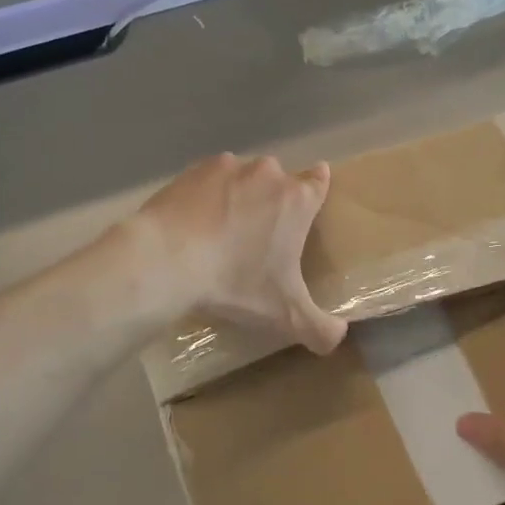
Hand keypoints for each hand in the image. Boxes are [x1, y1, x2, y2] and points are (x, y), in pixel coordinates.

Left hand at [136, 152, 346, 354]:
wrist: (166, 260)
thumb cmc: (236, 282)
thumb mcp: (285, 316)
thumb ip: (320, 329)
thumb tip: (338, 337)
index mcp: (297, 200)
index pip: (319, 181)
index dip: (317, 188)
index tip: (309, 202)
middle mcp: (267, 174)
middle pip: (278, 181)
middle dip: (272, 202)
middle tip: (259, 236)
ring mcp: (227, 167)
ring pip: (242, 178)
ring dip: (238, 197)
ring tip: (222, 232)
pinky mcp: (191, 171)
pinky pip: (208, 182)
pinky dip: (206, 198)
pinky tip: (194, 225)